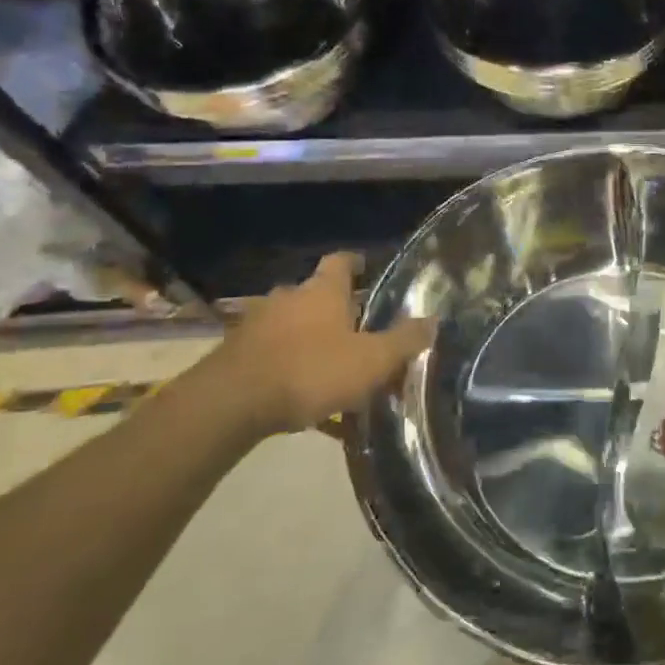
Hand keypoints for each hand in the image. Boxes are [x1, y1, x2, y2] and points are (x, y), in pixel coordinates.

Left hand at [208, 253, 433, 433]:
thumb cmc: (311, 371)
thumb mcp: (372, 360)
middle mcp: (288, 298)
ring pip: (292, 326)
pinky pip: (272, 356)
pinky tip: (301, 400)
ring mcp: (256, 324)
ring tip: (330, 369)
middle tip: (358, 332)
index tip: (368, 269)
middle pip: (315, 295)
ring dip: (310, 341)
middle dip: (335, 311)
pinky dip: (288, 369)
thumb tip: (433, 320)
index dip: (356, 263)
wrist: (231, 403)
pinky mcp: (235, 354)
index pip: (341, 261)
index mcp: (322, 291)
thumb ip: (404, 341)